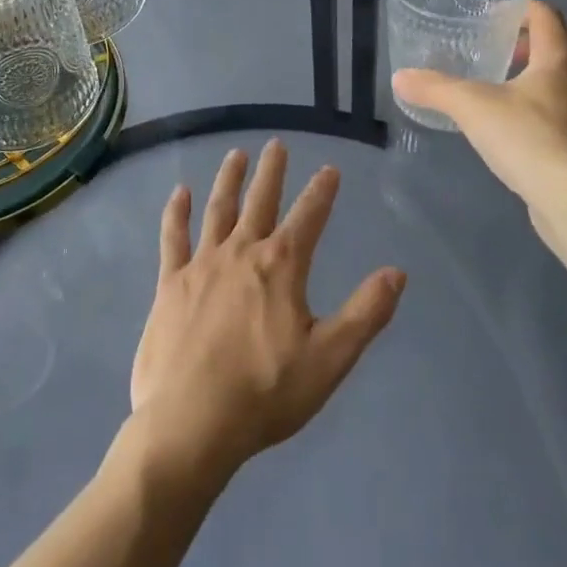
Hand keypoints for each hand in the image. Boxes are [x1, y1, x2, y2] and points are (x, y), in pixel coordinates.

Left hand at [126, 141, 405, 490]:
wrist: (191, 422)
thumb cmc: (265, 393)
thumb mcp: (329, 358)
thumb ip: (365, 313)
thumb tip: (397, 272)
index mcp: (281, 267)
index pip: (309, 217)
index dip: (321, 191)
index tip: (330, 168)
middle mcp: (241, 252)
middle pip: (260, 201)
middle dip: (271, 172)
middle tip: (276, 144)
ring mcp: (202, 264)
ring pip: (218, 209)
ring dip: (229, 179)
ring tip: (236, 154)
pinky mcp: (170, 283)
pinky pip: (173, 237)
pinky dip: (177, 213)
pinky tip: (180, 193)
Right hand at [392, 0, 566, 211]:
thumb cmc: (527, 138)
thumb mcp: (471, 107)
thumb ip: (435, 88)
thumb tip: (400, 77)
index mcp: (559, 61)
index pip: (547, 17)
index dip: (522, 9)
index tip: (495, 16)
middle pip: (564, 49)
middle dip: (533, 46)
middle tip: (501, 54)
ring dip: (546, 84)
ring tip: (511, 97)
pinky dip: (556, 121)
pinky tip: (532, 139)